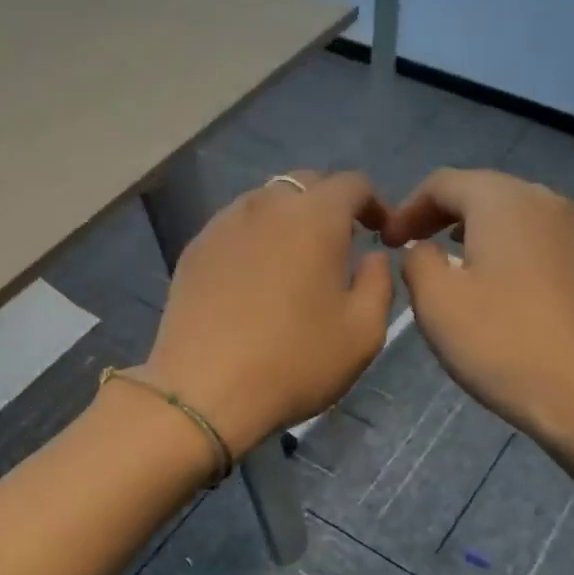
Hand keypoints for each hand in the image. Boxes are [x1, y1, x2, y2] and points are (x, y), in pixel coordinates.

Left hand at [140, 171, 392, 456]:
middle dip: (329, 206)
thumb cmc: (294, 361)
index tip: (379, 231)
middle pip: (305, 184)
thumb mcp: (363, 332)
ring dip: (288, 221)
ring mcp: (223, 225)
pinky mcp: (194, 250)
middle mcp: (267, 205)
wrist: (204, 390)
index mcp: (315, 217)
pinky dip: (254, 240)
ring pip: (265, 203)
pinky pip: (234, 229)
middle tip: (338, 245)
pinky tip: (254, 280)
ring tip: (294, 261)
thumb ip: (379, 283)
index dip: (372, 202)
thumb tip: (371, 257)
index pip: (351, 184)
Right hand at [381, 168, 573, 448]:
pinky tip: (495, 281)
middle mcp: (545, 200)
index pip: (443, 183)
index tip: (385, 242)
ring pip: (512, 213)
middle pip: (481, 190)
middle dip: (440, 215)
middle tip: (412, 247)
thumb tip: (424, 249)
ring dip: (474, 230)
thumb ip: (417, 260)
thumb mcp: (436, 302)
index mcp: (503, 201)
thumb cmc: (500, 343)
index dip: (407, 208)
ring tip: (450, 260)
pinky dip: (506, 247)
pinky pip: (537, 237)